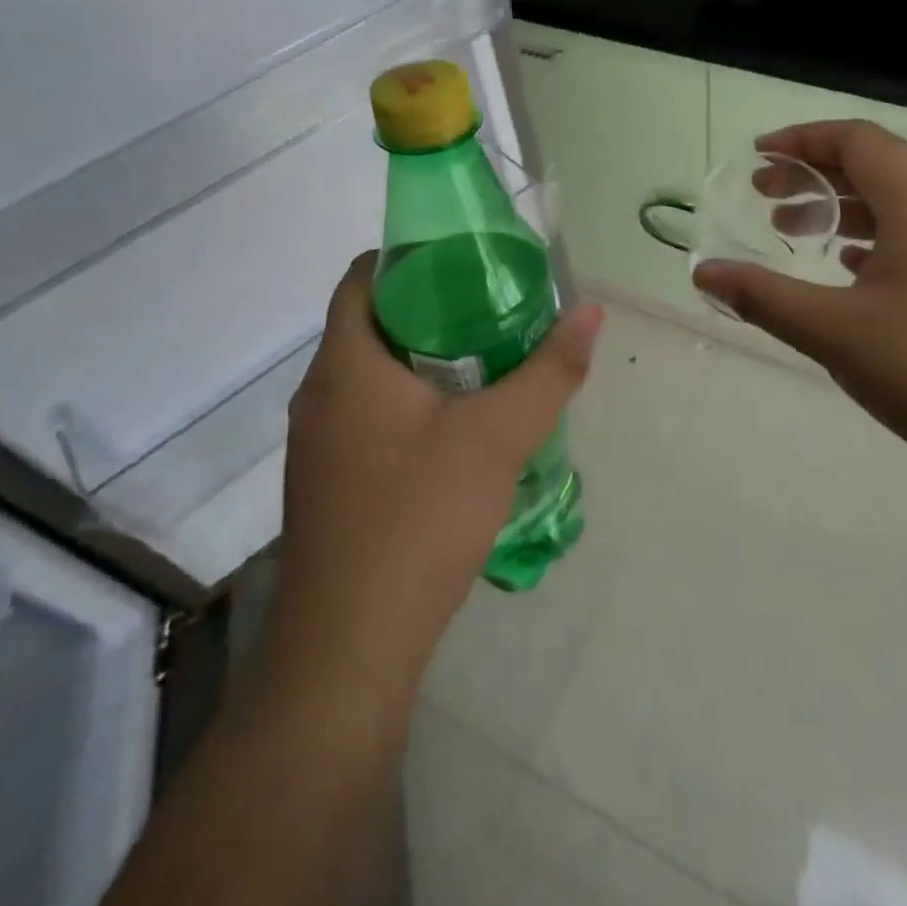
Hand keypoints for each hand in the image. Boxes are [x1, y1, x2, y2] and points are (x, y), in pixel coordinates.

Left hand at [266, 252, 601, 697]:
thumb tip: (590, 311)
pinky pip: (367, 416)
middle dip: (432, 307)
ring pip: (371, 374)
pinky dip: (409, 402)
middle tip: (495, 307)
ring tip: (487, 361)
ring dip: (423, 359)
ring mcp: (316, 444)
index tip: (468, 260)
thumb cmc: (418, 518)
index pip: (363, 276)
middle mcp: (319, 394)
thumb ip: (550, 371)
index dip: (412, 256)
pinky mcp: (327, 483)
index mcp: (346, 363)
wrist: (347, 649)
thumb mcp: (498, 436)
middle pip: (371, 322)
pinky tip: (456, 430)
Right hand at [692, 120, 906, 474]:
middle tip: (765, 199)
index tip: (758, 158)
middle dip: (815, 176)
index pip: (857, 140)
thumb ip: (763, 297)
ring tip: (799, 236)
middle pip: (878, 168)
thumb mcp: (835, 333)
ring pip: (902, 206)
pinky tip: (855, 275)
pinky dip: (879, 240)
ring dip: (845, 211)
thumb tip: (703, 273)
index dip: (801, 140)